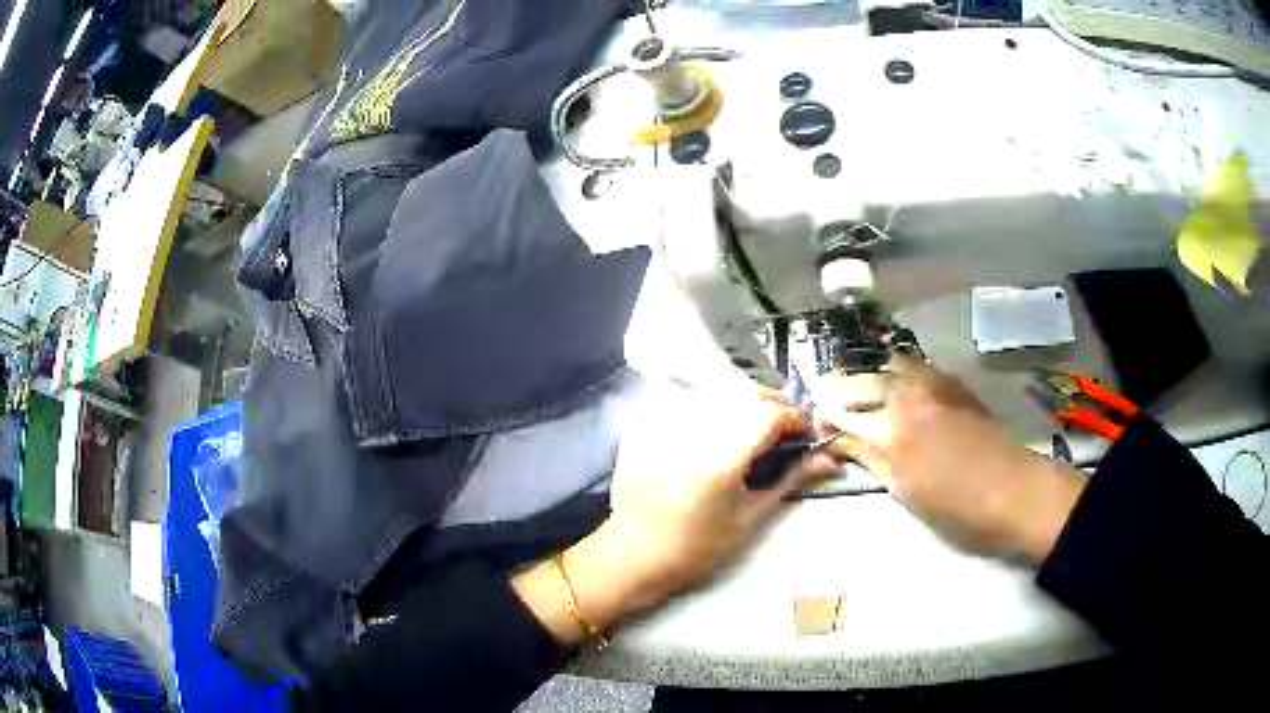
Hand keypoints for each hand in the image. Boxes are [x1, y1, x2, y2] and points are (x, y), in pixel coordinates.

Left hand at [515, 390, 842, 645]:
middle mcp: (696, 430)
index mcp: (723, 456)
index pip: (771, 413)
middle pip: (748, 396)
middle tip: (785, 435)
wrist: (635, 555)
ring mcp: (669, 425)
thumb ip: (790, 479)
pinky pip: (692, 404)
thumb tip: (828, 459)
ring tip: (754, 438)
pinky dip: (716, 414)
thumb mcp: (750, 517)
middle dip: (774, 409)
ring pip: (721, 396)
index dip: (797, 418)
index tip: (807, 434)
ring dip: (746, 409)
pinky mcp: (650, 426)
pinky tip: (719, 438)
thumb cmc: (697, 547)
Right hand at [817, 358, 1086, 561]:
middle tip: (832, 407)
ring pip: (888, 365)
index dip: (823, 416)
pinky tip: (899, 388)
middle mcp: (908, 394)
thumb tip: (840, 441)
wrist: (1015, 491)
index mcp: (891, 430)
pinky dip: (898, 372)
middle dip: (839, 391)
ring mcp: (934, 383)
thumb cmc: (957, 507)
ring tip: (864, 395)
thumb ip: (870, 459)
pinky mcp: (954, 383)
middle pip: (860, 380)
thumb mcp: (905, 492)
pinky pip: (917, 366)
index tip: (816, 426)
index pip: (841, 412)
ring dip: (870, 376)